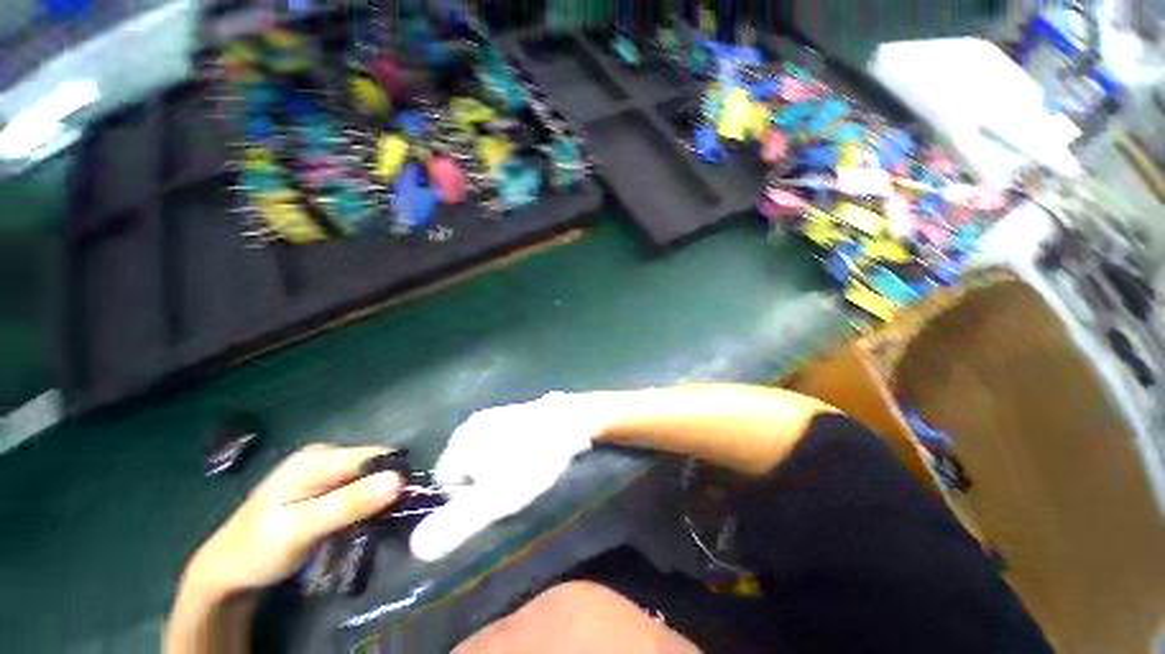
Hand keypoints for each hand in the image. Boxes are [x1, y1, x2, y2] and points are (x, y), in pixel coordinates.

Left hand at [183, 444, 403, 599]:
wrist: (226, 573)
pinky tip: (361, 522)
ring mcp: (323, 472)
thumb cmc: (258, 549)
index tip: (405, 504)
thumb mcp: (301, 528)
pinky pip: (357, 490)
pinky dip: (365, 505)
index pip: (376, 456)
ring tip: (376, 524)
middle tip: (388, 519)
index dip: (395, 476)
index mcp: (318, 458)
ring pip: (368, 479)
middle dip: (386, 489)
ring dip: (376, 500)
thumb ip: (349, 503)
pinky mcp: (324, 488)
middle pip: (374, 466)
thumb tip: (399, 480)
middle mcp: (325, 457)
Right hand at [410, 393, 615, 561]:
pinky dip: (512, 451)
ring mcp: (494, 414)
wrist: (570, 421)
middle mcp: (471, 424)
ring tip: (526, 471)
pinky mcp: (514, 411)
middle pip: (466, 467)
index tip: (496, 501)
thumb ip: (456, 525)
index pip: (446, 483)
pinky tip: (533, 454)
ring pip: (485, 453)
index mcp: (459, 442)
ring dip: (500, 467)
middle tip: (513, 487)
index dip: (467, 500)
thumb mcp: (495, 501)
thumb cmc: (531, 462)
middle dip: (484, 483)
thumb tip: (416, 549)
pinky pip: (503, 439)